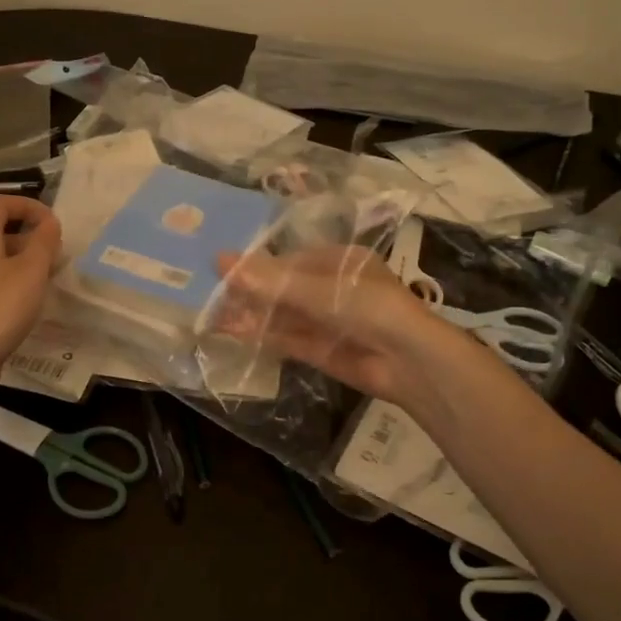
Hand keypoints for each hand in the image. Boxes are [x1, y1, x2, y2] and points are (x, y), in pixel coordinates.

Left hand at [0, 196, 60, 392]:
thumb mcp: (31, 271)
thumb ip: (43, 242)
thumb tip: (49, 223)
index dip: (27, 205)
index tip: (53, 223)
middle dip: (28, 233)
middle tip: (56, 251)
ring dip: (23, 259)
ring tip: (49, 276)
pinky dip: (12, 281)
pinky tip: (30, 301)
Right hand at [212, 243, 462, 407]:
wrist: (408, 361)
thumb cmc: (368, 307)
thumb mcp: (316, 289)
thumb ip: (269, 281)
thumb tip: (220, 260)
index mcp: (339, 262)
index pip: (289, 261)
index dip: (257, 266)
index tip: (223, 270)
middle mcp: (332, 289)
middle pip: (283, 289)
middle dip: (250, 293)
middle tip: (211, 295)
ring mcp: (327, 321)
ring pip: (282, 315)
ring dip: (252, 315)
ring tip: (213, 315)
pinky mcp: (322, 351)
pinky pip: (287, 339)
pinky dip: (263, 336)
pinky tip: (234, 333)